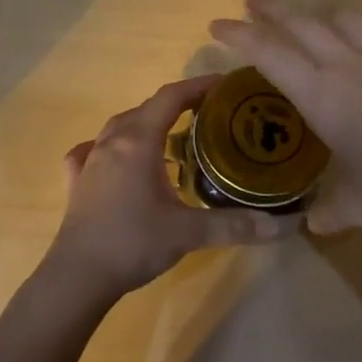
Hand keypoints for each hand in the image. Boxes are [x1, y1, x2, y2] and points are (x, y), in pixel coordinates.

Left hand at [44, 74, 299, 303]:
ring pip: (120, 126)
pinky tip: (115, 159)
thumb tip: (284, 224)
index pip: (171, 97)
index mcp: (139, 141)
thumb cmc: (133, 243)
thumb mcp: (189, 232)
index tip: (225, 85)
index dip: (199, 85)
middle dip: (178, 104)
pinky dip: (111, 147)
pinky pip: (93, 150)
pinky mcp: (76, 181)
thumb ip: (236, 224)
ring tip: (172, 136)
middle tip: (209, 114)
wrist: (77, 276)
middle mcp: (112, 141)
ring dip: (147, 123)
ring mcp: (89, 160)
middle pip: (147, 108)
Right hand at [209, 0, 361, 236]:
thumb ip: (330, 211)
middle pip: (302, 23)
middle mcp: (350, 64)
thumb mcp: (361, 207)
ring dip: (321, 14)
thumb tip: (311, 224)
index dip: (240, 35)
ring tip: (313, 21)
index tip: (217, 24)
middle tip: (252, 1)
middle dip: (272, 10)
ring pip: (346, 16)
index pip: (270, 54)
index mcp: (324, 96)